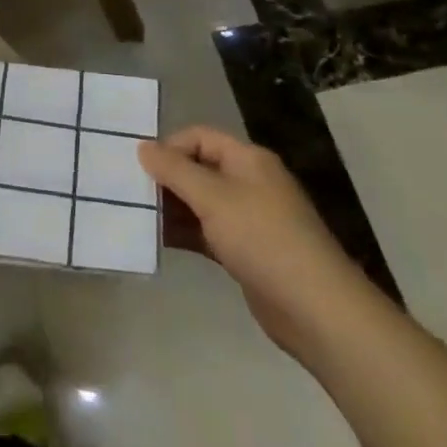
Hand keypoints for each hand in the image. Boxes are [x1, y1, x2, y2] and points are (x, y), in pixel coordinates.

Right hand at [139, 126, 363, 354]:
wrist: (315, 309)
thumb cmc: (263, 239)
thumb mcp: (213, 198)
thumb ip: (175, 170)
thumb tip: (143, 147)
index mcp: (248, 159)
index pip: (199, 137)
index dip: (169, 147)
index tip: (140, 169)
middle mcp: (249, 182)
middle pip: (199, 168)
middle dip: (166, 178)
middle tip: (131, 193)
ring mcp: (248, 218)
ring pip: (200, 202)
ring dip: (172, 208)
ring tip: (138, 218)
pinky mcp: (245, 251)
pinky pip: (207, 232)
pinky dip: (185, 233)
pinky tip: (158, 242)